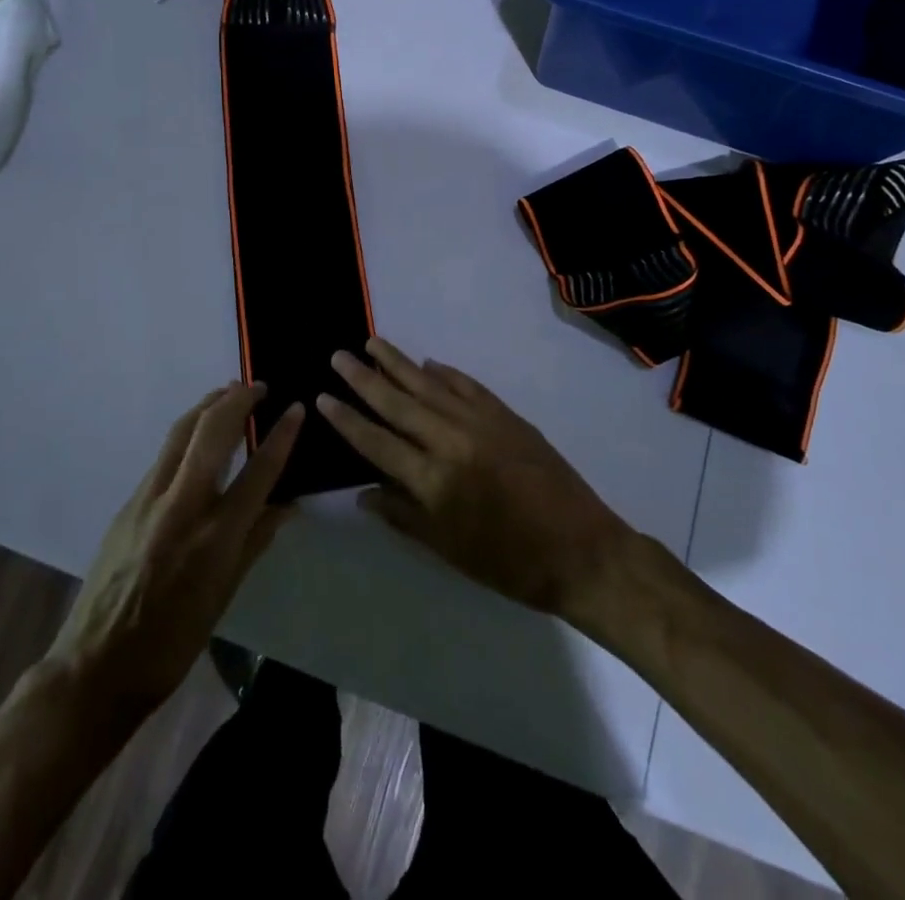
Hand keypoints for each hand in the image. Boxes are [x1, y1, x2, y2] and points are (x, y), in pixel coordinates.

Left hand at [43, 383, 300, 720]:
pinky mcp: (128, 502)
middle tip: (260, 387)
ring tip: (230, 391)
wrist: (96, 665)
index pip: (259, 471)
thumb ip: (256, 540)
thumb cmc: (173, 641)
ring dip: (209, 404)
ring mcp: (149, 499)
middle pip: (213, 431)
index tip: (297, 407)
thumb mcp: (225, 595)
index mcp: (215, 537)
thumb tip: (288, 503)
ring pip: (181, 431)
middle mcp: (182, 506)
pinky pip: (164, 454)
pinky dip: (187, 431)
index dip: (282, 435)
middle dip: (239, 400)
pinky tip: (198, 434)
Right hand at [316, 338, 634, 625]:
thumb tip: (363, 493)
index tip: (323, 397)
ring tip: (373, 342)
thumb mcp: (448, 550)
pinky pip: (468, 386)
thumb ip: (403, 516)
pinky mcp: (507, 416)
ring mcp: (482, 422)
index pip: (377, 442)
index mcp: (434, 480)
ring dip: (399, 363)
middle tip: (339, 355)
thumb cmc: (509, 563)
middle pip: (399, 403)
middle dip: (365, 378)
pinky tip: (428, 363)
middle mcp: (452, 441)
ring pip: (430, 384)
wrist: (581, 551)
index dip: (347, 419)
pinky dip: (446, 372)